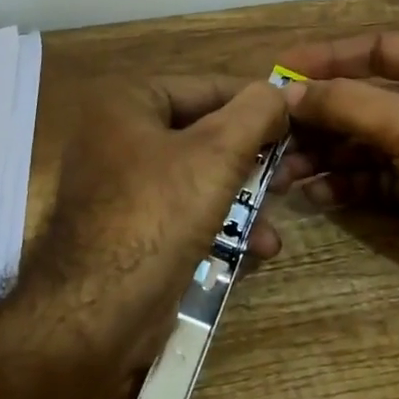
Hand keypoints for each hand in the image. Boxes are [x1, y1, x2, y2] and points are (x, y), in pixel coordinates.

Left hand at [39, 75, 288, 365]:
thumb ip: (255, 112)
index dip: (258, 103)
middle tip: (292, 173)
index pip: (207, 87)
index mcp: (127, 102)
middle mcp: (118, 136)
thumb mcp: (217, 153)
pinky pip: (184, 212)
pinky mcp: (130, 229)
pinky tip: (256, 248)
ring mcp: (121, 185)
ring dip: (243, 197)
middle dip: (253, 158)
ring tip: (278, 215)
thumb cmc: (158, 214)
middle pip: (204, 134)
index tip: (300, 120)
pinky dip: (219, 224)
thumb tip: (278, 92)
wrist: (98, 311)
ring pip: (199, 177)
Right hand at [276, 32, 398, 310]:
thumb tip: (288, 93)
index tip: (280, 71)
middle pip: (362, 98)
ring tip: (283, 171)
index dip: (327, 58)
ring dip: (324, 154)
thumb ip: (348, 103)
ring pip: (363, 141)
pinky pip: (372, 178)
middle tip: (272, 131)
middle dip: (319, 116)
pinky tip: (315, 194)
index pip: (375, 49)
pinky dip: (345, 184)